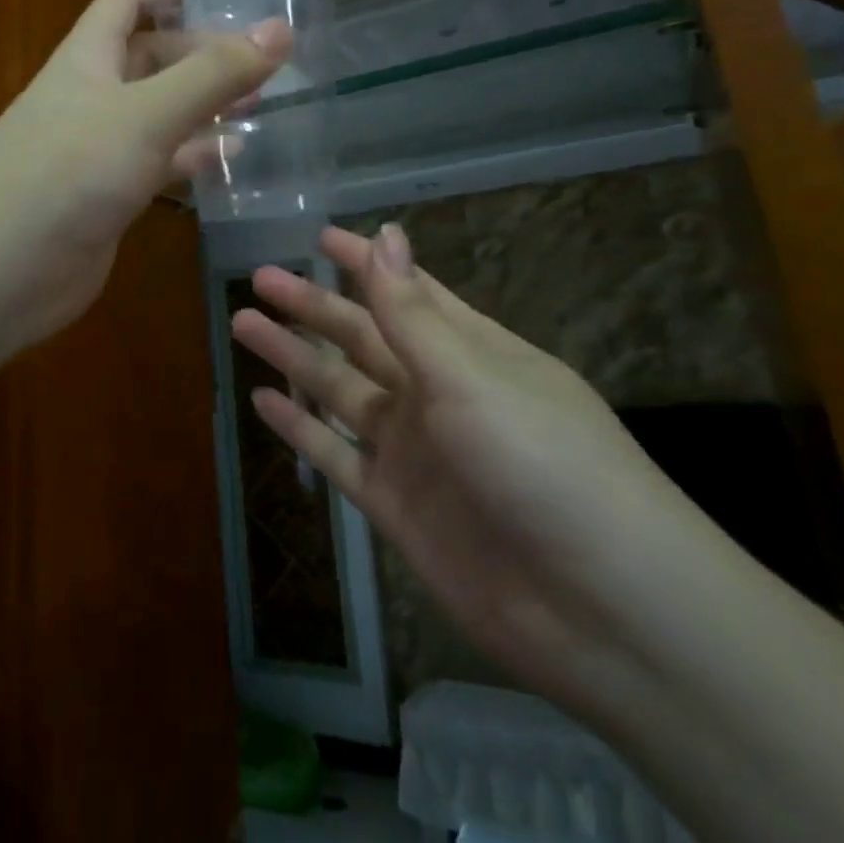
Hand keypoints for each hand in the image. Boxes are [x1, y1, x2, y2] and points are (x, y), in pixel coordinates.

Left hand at [0, 0, 288, 358]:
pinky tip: (228, 160)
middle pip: (148, 59)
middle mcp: (90, 98)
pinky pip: (156, 162)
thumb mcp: (147, 114)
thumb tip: (279, 30)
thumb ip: (213, 75)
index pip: (126, 1)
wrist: (0, 269)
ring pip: (157, 113)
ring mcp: (96, 150)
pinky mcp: (105, 196)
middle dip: (199, 52)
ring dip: (202, 105)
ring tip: (256, 105)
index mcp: (87, 60)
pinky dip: (191, 156)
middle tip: (255, 60)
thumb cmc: (69, 172)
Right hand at [235, 223, 715, 692]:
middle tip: (259, 278)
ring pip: (339, 390)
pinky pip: (336, 454)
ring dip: (293, 358)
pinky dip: (299, 429)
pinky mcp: (396, 504)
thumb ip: (413, 311)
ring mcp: (415, 450)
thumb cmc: (542, 462)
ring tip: (243, 324)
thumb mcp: (470, 375)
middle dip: (312, 305)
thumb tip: (386, 231)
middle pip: (361, 336)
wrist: (600, 611)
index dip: (363, 261)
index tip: (319, 235)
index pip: (406, 291)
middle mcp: (438, 392)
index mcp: (469, 351)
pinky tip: (262, 402)